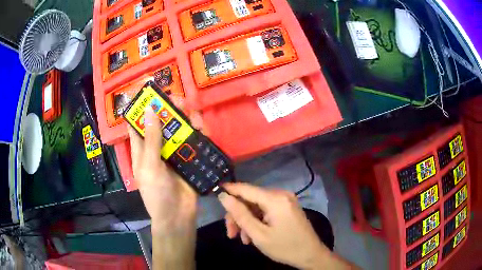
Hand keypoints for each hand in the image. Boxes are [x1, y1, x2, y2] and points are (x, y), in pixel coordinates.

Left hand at [128, 106, 196, 268]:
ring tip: (193, 112)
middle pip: (161, 123)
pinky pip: (193, 142)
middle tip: (179, 99)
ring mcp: (173, 153)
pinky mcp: (188, 159)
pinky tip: (203, 127)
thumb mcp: (150, 166)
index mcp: (142, 149)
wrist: (177, 216)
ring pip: (178, 130)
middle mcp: (156, 148)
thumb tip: (149, 110)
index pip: (137, 124)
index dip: (141, 108)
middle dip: (169, 110)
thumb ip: (151, 140)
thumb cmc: (157, 193)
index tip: (151, 93)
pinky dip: (198, 133)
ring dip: (186, 119)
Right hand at [219, 183, 353, 268]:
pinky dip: (257, 221)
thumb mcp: (258, 234)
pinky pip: (266, 210)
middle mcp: (281, 194)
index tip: (215, 192)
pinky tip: (253, 236)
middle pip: (250, 199)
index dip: (229, 190)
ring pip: (257, 206)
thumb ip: (240, 214)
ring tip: (242, 239)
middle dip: (238, 215)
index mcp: (275, 199)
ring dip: (247, 221)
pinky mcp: (287, 207)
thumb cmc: (285, 247)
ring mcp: (285, 200)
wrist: (310, 255)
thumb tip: (224, 196)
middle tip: (230, 233)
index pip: (246, 188)